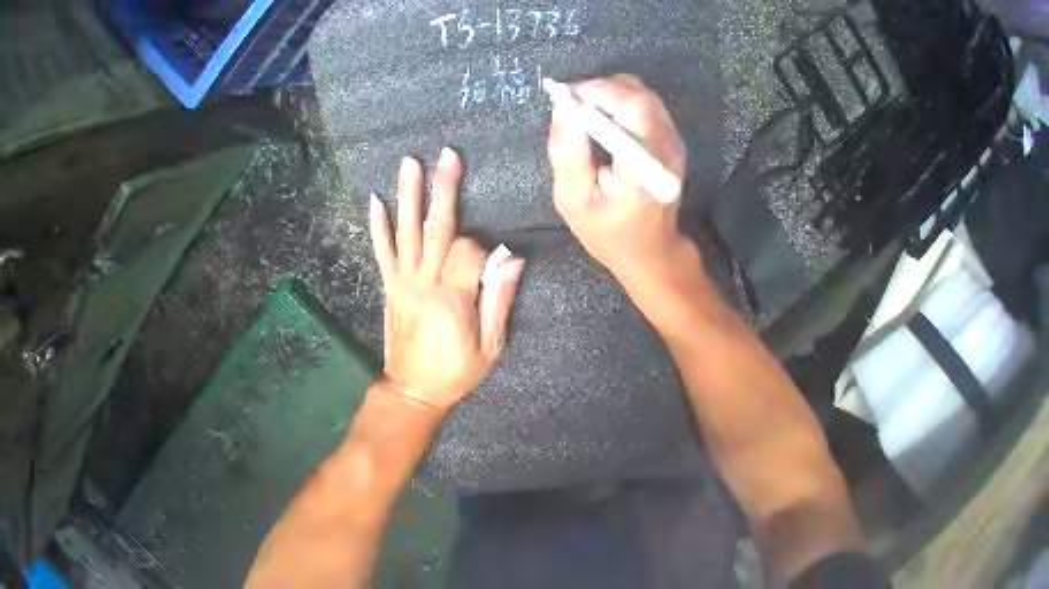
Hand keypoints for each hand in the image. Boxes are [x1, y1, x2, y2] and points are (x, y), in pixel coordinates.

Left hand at [370, 148, 525, 412]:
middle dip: (444, 188)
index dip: (483, 250)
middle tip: (448, 154)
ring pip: (406, 231)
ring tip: (409, 163)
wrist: (412, 391)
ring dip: (408, 195)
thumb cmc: (456, 372)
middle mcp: (424, 283)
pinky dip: (377, 225)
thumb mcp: (491, 346)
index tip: (492, 264)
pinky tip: (375, 200)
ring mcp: (402, 282)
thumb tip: (512, 257)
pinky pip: (381, 251)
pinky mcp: (389, 286)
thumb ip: (500, 299)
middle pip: (436, 228)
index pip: (469, 252)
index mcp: (453, 298)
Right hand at [547, 74, 690, 280]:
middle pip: (639, 94)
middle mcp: (667, 147)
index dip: (595, 91)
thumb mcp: (573, 199)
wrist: (651, 251)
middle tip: (571, 104)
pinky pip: (647, 106)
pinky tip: (602, 121)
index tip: (563, 96)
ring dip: (610, 93)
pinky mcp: (673, 141)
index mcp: (643, 164)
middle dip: (600, 89)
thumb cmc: (608, 232)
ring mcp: (674, 143)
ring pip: (644, 95)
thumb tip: (562, 104)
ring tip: (583, 112)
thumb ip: (567, 150)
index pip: (630, 106)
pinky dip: (621, 103)